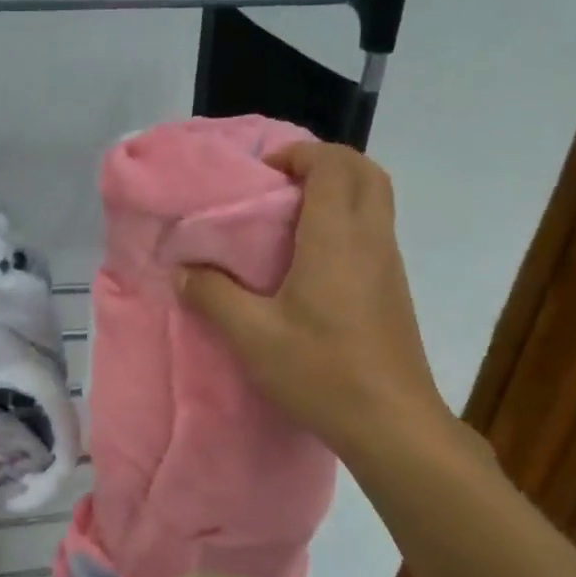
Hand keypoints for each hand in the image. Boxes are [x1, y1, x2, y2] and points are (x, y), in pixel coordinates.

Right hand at [176, 141, 454, 458]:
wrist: (390, 422)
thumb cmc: (320, 371)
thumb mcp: (251, 336)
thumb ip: (212, 296)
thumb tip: (181, 270)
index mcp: (336, 239)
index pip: (333, 165)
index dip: (300, 154)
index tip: (264, 174)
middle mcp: (371, 240)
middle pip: (365, 172)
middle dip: (325, 163)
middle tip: (282, 186)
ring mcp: (390, 265)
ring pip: (375, 201)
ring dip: (339, 192)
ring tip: (291, 220)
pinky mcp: (394, 291)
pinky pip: (375, 232)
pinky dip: (348, 222)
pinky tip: (312, 262)